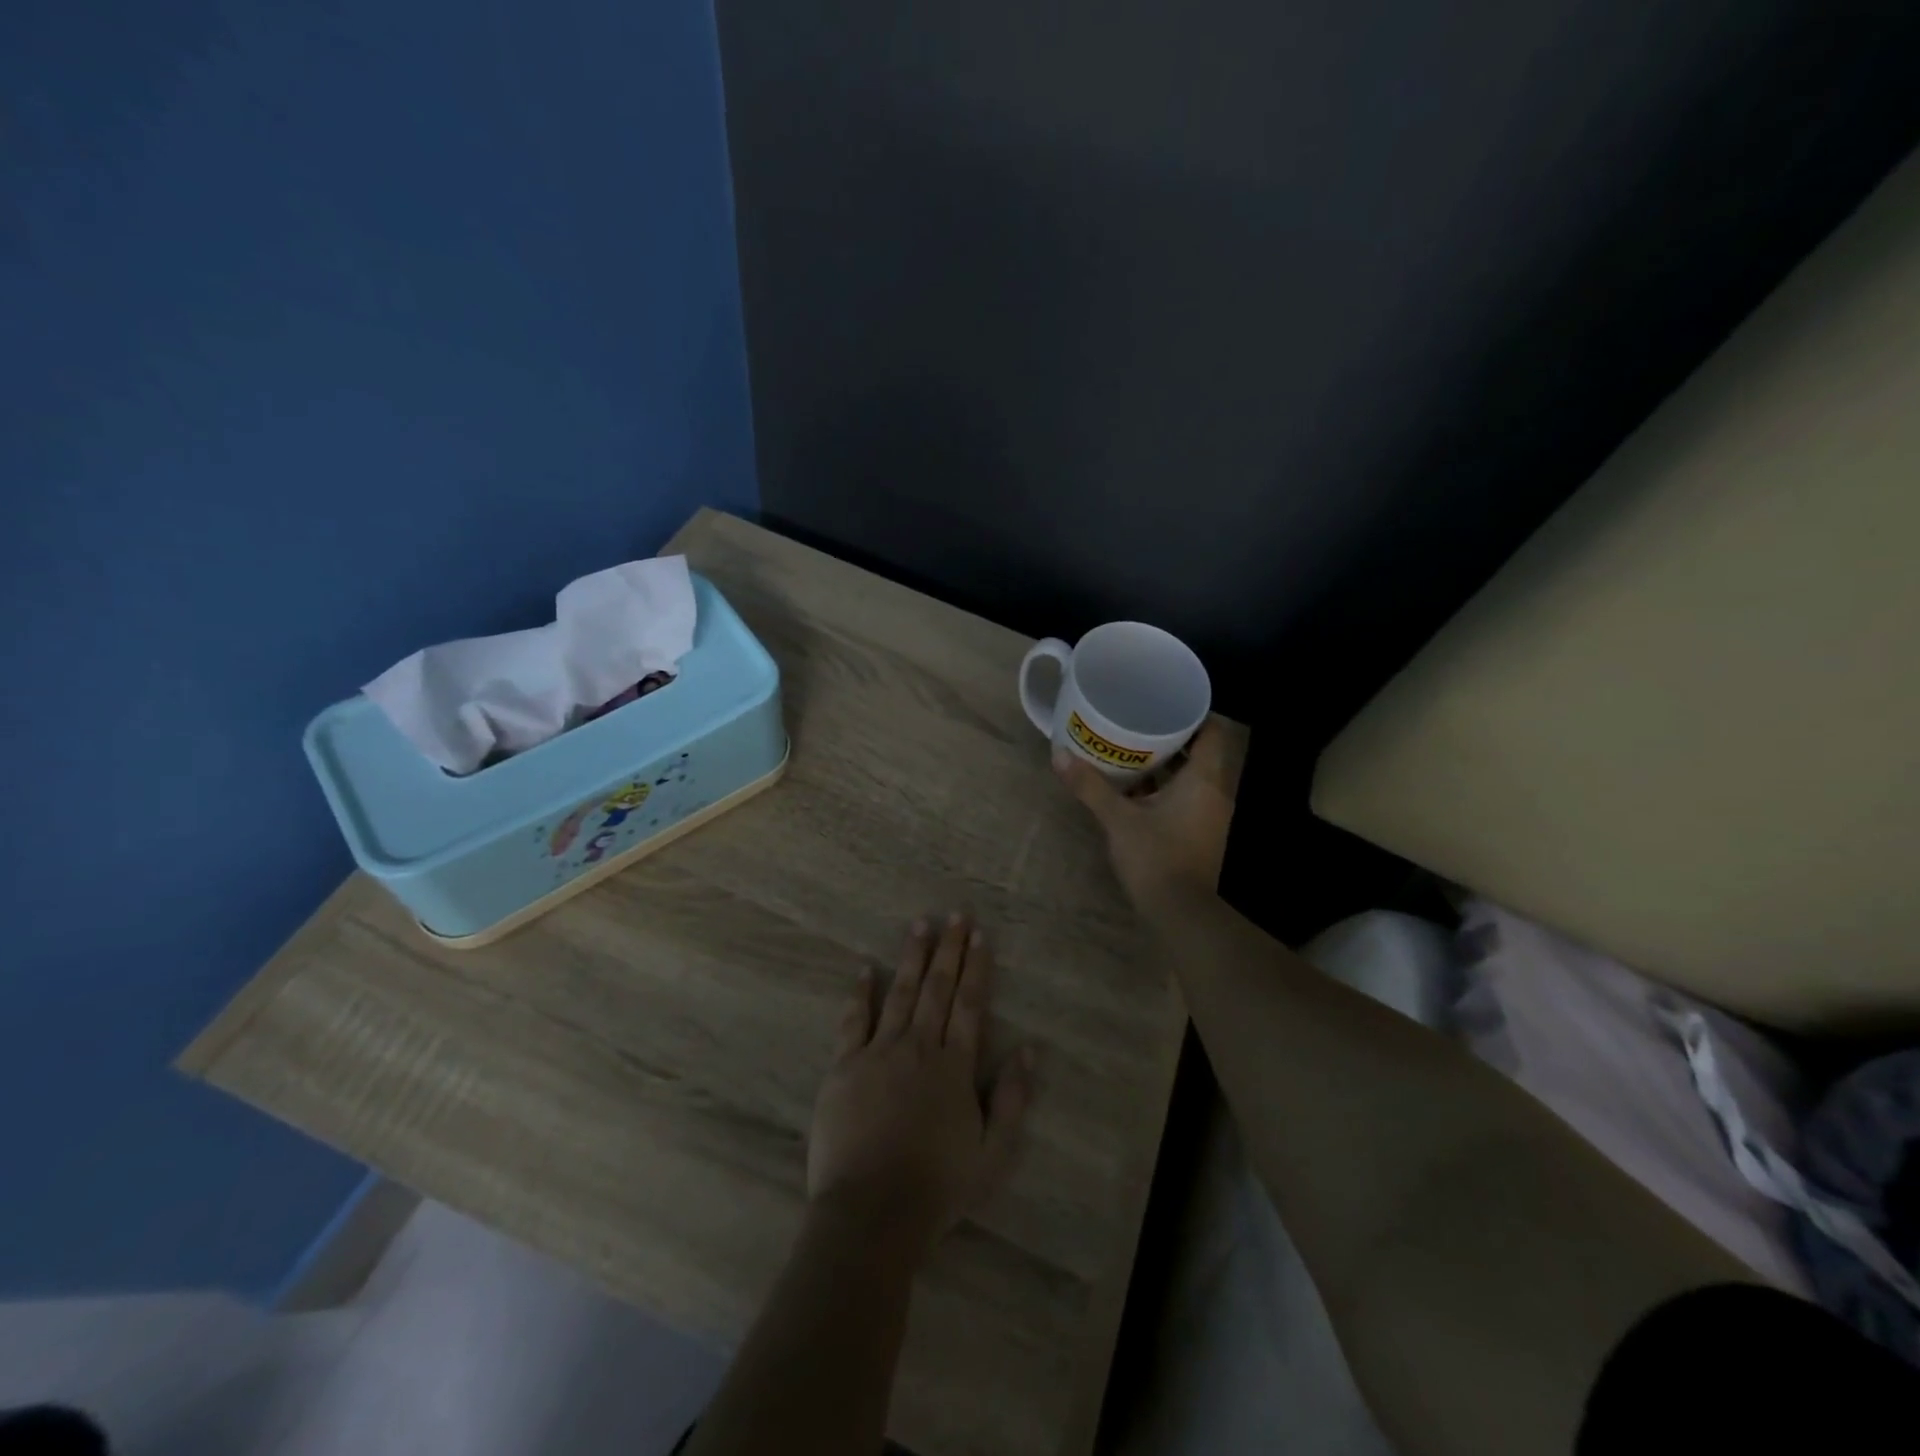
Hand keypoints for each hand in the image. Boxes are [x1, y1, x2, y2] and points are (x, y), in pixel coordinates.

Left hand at [807, 915, 1032, 1256]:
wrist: (872, 1212)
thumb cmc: (938, 1187)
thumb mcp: (994, 1153)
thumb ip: (1013, 1099)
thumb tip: (1028, 1050)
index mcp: (955, 1066)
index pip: (970, 1004)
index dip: (976, 968)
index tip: (979, 936)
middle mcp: (920, 1047)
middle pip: (937, 988)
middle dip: (949, 949)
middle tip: (955, 914)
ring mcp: (879, 1053)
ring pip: (899, 993)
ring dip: (911, 957)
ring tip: (919, 925)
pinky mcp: (844, 1066)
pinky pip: (853, 1020)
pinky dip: (859, 993)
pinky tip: (863, 969)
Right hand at [1054, 722, 1239, 907]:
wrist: (1180, 913)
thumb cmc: (1156, 857)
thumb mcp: (1118, 819)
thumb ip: (1090, 786)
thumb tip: (1058, 754)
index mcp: (1204, 780)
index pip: (1212, 732)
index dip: (1193, 714)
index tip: (1165, 702)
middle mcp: (1214, 793)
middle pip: (1200, 752)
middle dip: (1172, 737)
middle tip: (1139, 721)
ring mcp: (1209, 816)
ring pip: (1192, 777)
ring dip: (1168, 765)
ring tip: (1133, 750)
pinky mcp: (1200, 834)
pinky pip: (1186, 798)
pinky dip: (1167, 788)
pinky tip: (1137, 788)